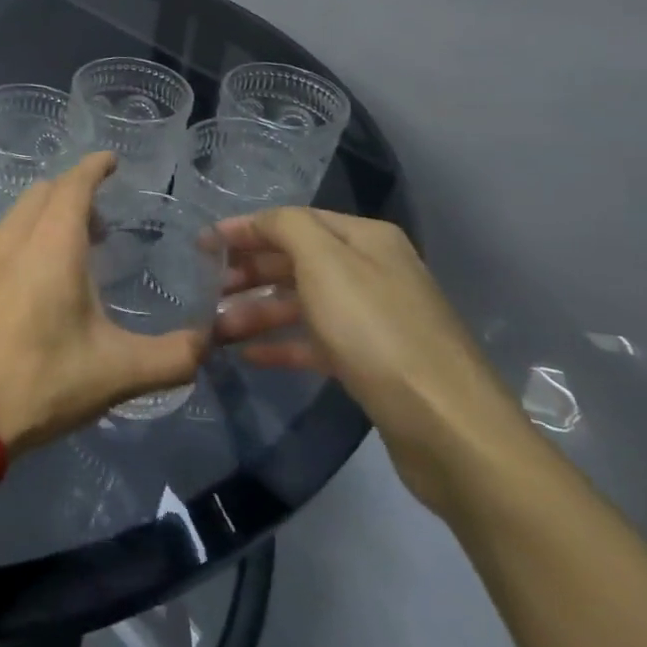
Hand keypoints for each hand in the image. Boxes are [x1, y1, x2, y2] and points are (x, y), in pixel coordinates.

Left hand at [0, 153, 208, 454]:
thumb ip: (173, 356)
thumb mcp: (119, 372)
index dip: (94, 167)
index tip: (111, 162)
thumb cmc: (43, 381)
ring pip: (17, 215)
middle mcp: (14, 237)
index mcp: (52, 242)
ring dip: (46, 216)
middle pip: (43, 192)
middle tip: (102, 224)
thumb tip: (207, 344)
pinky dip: (22, 238)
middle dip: (74, 193)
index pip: (74, 183)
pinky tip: (32, 279)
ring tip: (71, 252)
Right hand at [212, 207, 530, 516]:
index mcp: (365, 240)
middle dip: (248, 272)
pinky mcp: (371, 361)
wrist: (446, 425)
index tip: (201, 245)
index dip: (245, 229)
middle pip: (296, 261)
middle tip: (206, 289)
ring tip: (217, 329)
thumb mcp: (325, 263)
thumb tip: (260, 223)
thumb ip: (286, 228)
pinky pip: (315, 342)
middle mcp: (372, 271)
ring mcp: (373, 318)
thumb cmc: (376, 331)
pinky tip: (249, 356)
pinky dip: (281, 345)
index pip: (292, 221)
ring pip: (302, 303)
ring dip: (257, 311)